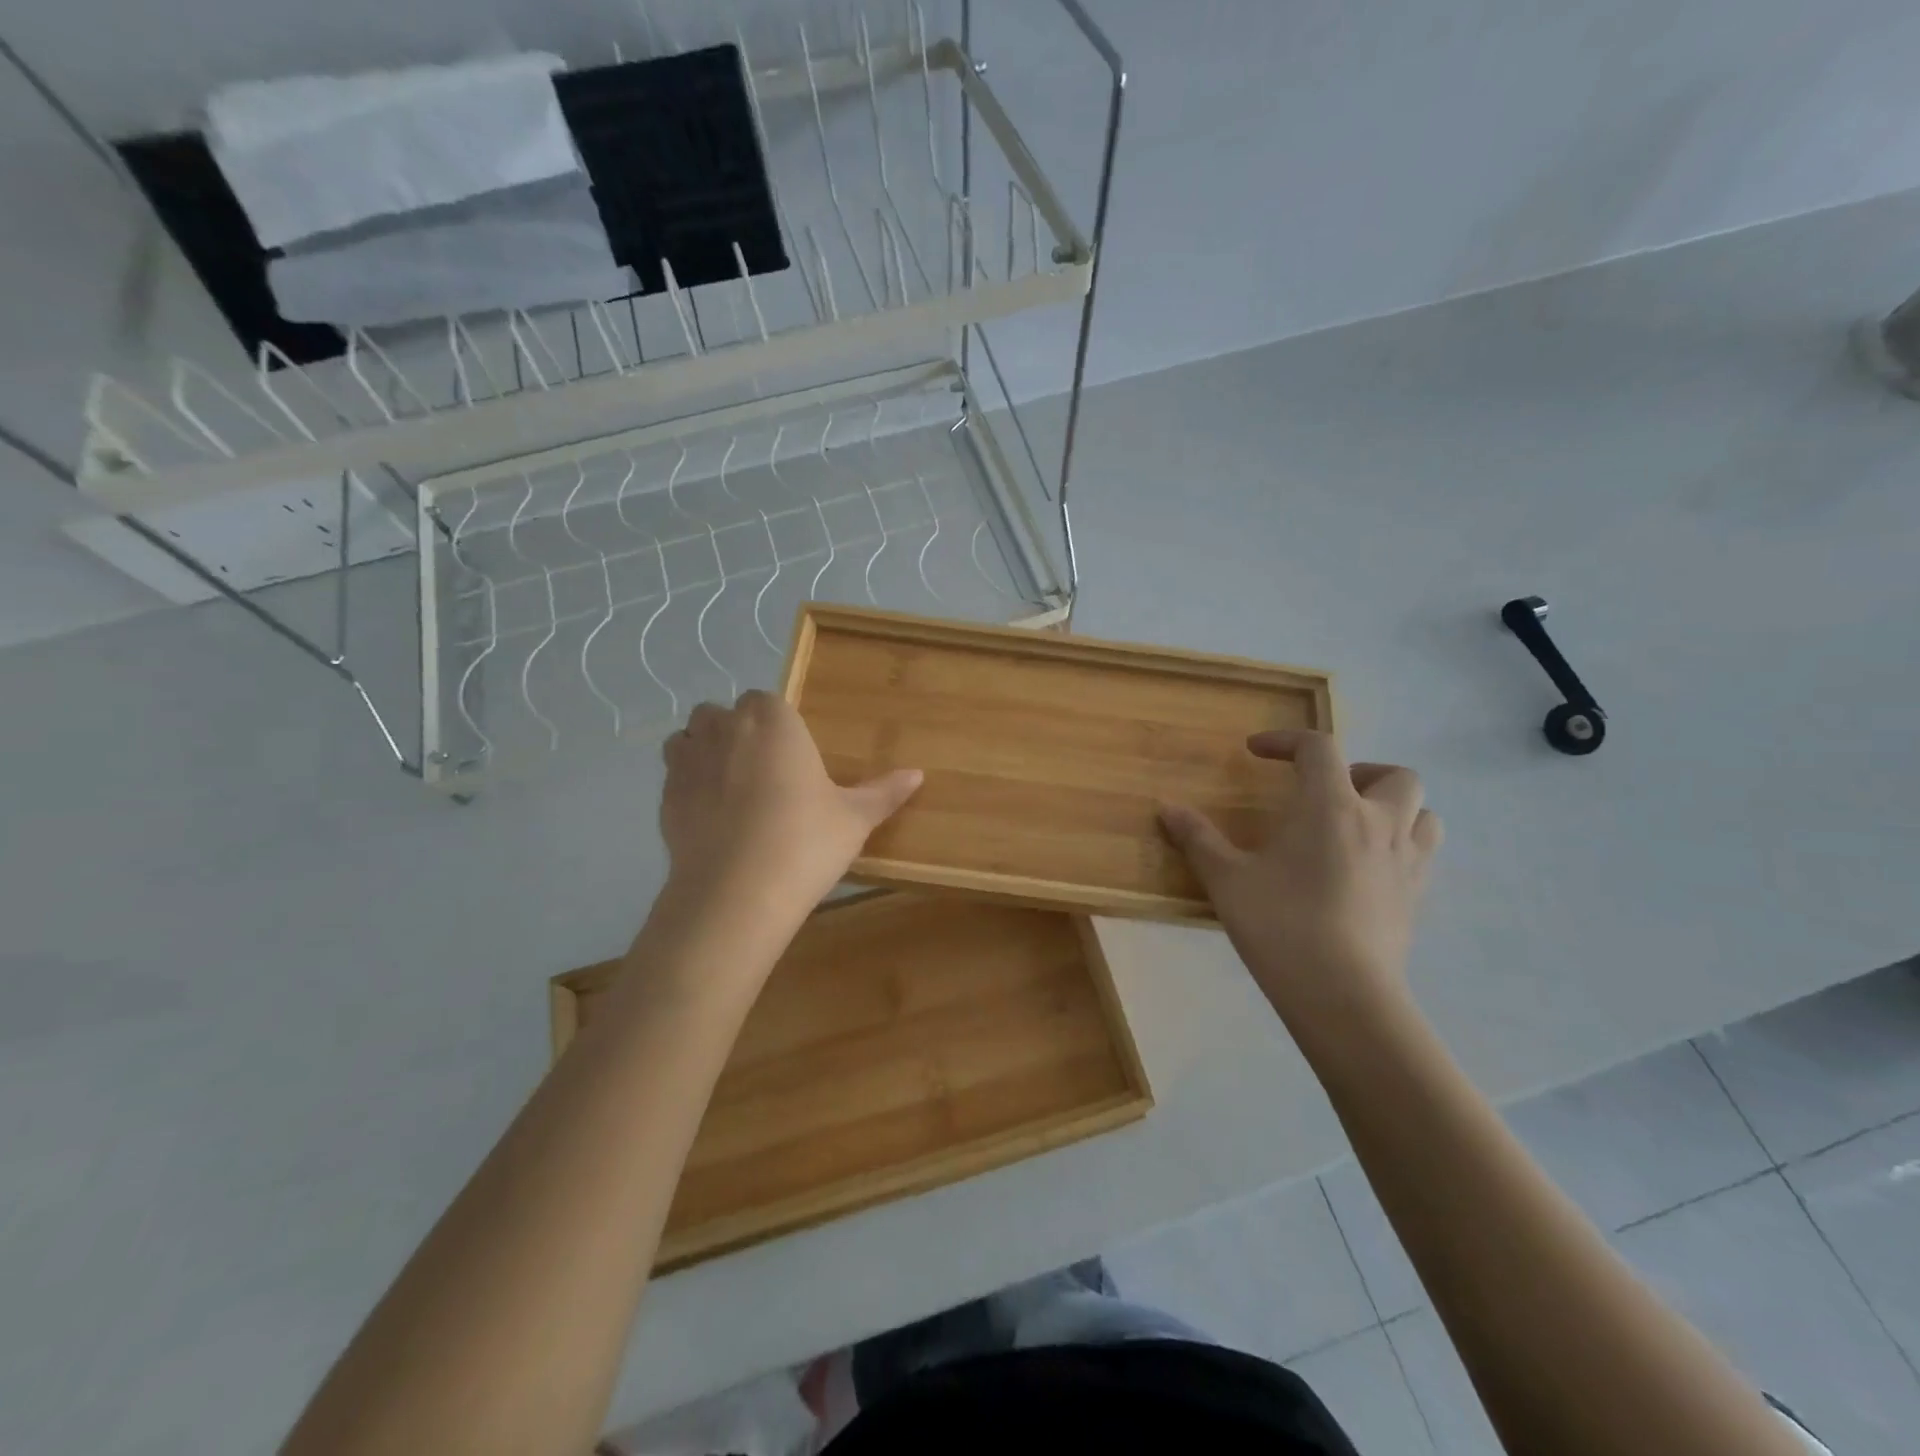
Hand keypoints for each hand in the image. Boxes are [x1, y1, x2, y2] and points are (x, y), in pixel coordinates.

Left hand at [659, 690, 922, 918]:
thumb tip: (918, 774)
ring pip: (688, 737)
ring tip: (729, 786)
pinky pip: (674, 776)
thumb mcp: (854, 819)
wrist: (738, 892)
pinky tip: (710, 817)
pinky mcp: (665, 796)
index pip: (767, 700)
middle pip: (722, 712)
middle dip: (737, 731)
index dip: (777, 723)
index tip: (791, 754)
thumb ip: (884, 792)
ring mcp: (688, 761)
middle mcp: (725, 728)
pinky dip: (687, 785)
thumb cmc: (805, 841)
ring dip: (704, 749)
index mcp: (773, 721)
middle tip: (764, 771)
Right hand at [1158, 730, 1440, 1034]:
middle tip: (1324, 792)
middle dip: (1361, 772)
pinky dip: (1399, 845)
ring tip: (1355, 826)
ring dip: (1394, 808)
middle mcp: (1379, 824)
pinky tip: (1365, 869)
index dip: (1287, 741)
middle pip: (1394, 775)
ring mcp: (1406, 862)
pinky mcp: (1416, 898)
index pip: (1319, 749)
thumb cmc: (1281, 925)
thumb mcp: (1227, 880)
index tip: (1256, 751)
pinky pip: (1421, 854)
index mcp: (1331, 808)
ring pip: (1424, 814)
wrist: (1343, 995)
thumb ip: (1197, 839)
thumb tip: (1166, 809)